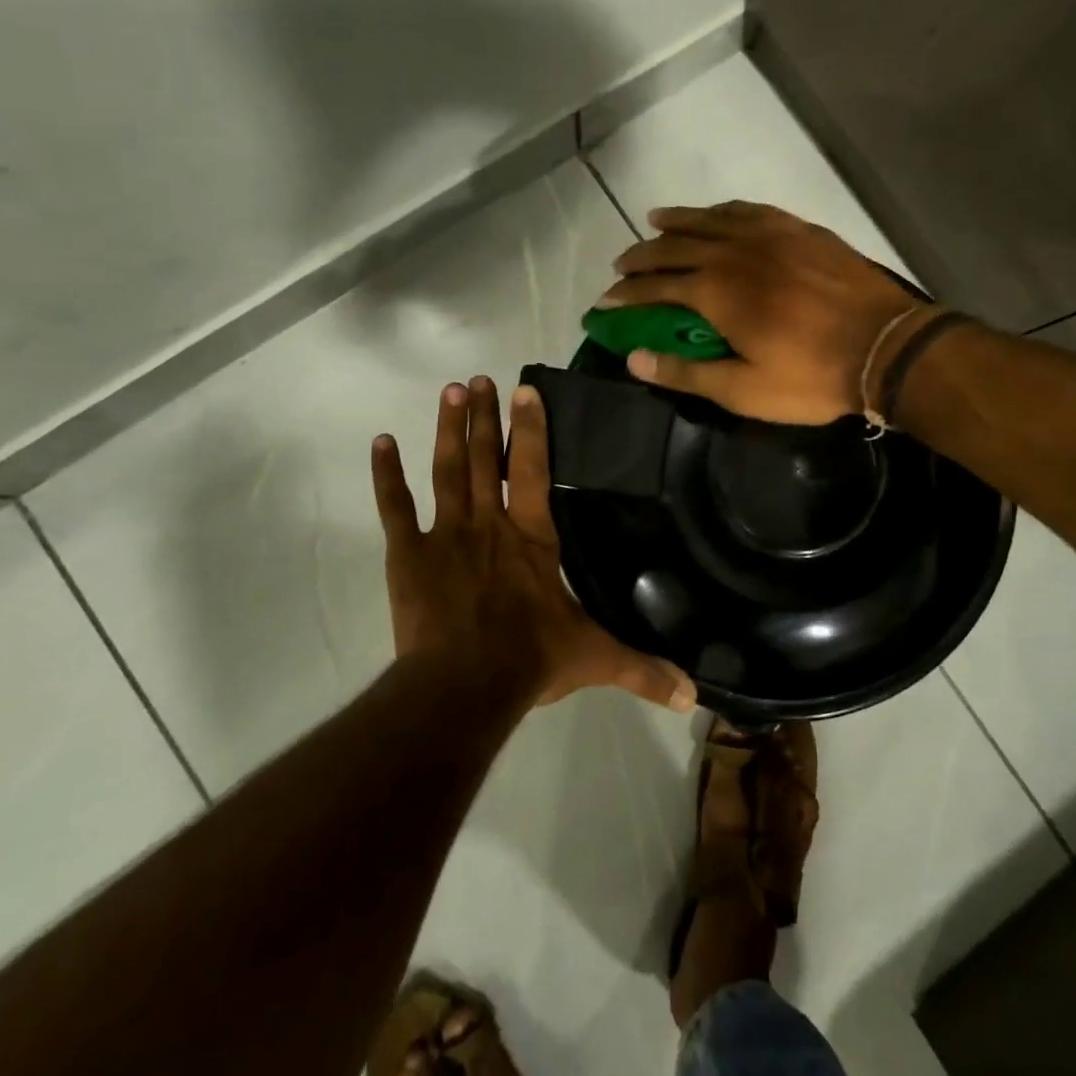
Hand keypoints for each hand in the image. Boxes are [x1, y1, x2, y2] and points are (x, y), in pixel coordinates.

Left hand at [371, 376, 696, 710]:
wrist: (462, 686)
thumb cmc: (530, 661)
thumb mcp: (595, 659)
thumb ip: (644, 670)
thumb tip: (694, 696)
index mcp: (533, 537)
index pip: (533, 470)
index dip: (531, 429)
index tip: (526, 391)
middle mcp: (490, 523)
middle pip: (486, 459)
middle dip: (485, 418)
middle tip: (480, 379)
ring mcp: (446, 534)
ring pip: (447, 470)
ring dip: (449, 430)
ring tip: (450, 391)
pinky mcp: (408, 554)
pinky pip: (395, 506)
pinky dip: (387, 474)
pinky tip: (381, 442)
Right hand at [595, 201, 924, 424]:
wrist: (886, 346)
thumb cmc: (811, 377)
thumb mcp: (744, 391)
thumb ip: (685, 373)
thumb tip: (633, 359)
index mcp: (716, 291)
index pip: (655, 287)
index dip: (625, 296)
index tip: (603, 303)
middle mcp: (734, 252)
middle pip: (675, 246)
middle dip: (642, 256)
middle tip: (621, 266)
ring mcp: (769, 234)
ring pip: (709, 219)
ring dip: (676, 222)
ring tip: (654, 223)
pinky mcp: (798, 229)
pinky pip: (748, 210)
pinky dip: (721, 210)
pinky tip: (716, 213)